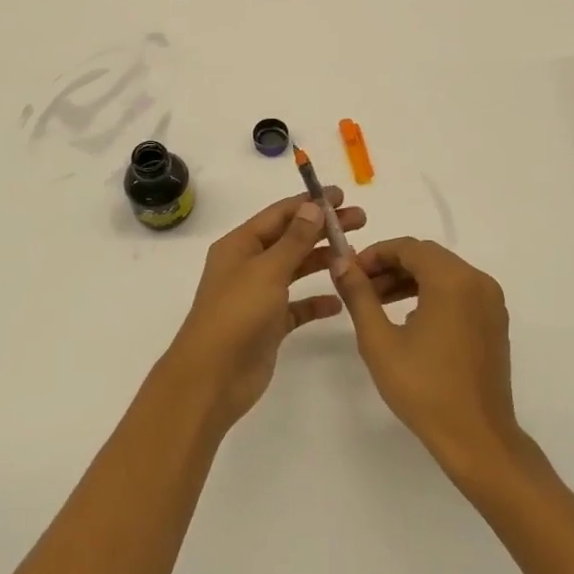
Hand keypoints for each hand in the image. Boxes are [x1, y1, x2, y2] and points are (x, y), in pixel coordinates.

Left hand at [164, 190, 366, 428]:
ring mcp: (258, 295)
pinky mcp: (269, 325)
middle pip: (291, 238)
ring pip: (295, 269)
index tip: (341, 195)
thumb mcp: (267, 270)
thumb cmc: (236, 314)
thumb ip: (294, 239)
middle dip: (323, 228)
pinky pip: (297, 306)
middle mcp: (248, 265)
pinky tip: (339, 301)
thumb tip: (313, 206)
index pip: (279, 214)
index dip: (310, 202)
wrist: (212, 378)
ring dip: (322, 259)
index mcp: (240, 245)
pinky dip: (316, 301)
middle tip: (360, 220)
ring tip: (356, 254)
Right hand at [333, 238, 525, 479]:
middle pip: (427, 257)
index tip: (349, 272)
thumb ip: (358, 295)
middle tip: (359, 287)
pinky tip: (408, 318)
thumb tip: (340, 262)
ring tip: (377, 303)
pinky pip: (459, 292)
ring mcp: (491, 301)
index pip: (408, 247)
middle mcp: (477, 281)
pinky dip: (432, 294)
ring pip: (443, 273)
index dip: (375, 254)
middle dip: (390, 266)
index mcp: (452, 280)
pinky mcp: (494, 321)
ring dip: (409, 280)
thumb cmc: (424, 389)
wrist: (477, 438)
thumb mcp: (379, 341)